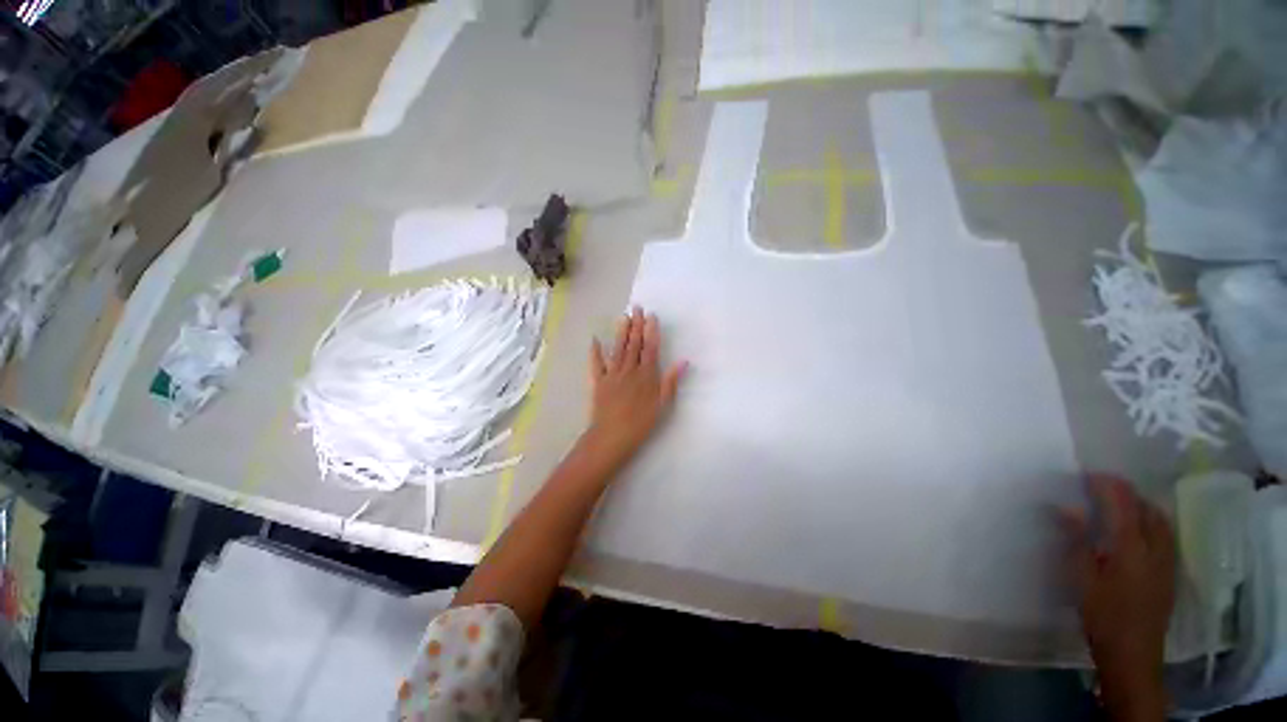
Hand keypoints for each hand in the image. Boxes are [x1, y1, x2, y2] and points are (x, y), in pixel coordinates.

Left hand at [585, 307, 686, 469]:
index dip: (651, 331)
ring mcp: (612, 374)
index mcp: (646, 375)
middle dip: (636, 326)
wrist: (612, 436)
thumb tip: (683, 361)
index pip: (650, 348)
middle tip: (636, 308)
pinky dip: (595, 352)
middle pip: (634, 344)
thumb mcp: (662, 405)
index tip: (651, 316)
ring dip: (620, 332)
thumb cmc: (641, 423)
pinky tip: (595, 340)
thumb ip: (671, 381)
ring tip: (623, 317)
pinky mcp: (598, 382)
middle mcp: (629, 370)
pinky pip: (596, 364)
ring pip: (617, 349)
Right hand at [1065, 475, 1175, 721]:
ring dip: (1139, 504)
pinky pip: (1164, 534)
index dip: (1106, 485)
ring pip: (1159, 520)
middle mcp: (1155, 548)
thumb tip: (1065, 507)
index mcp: (1131, 547)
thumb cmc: (1102, 616)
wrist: (1134, 655)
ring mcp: (1166, 560)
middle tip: (1098, 487)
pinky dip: (1150, 521)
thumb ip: (1076, 541)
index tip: (1084, 475)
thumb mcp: (1082, 579)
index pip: (1122, 503)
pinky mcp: (1169, 571)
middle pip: (1145, 508)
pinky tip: (1136, 530)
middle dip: (1124, 492)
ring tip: (1117, 503)